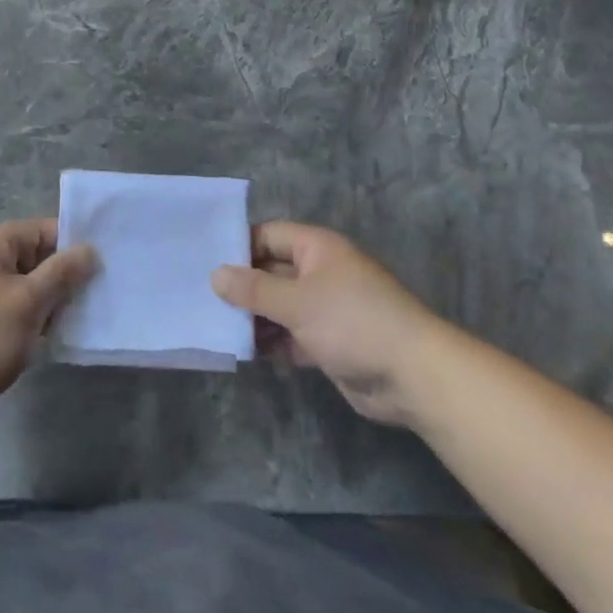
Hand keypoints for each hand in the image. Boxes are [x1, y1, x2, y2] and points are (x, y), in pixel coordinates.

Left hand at [0, 219, 96, 416]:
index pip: (40, 230)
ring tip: (79, 320)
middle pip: (33, 258)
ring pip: (23, 288)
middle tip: (96, 297)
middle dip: (63, 278)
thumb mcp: (29, 302)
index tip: (104, 265)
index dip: (72, 245)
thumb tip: (90, 250)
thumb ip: (62, 273)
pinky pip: (10, 310)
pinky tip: (52, 338)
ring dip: (49, 303)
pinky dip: (30, 320)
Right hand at [213, 221, 437, 426]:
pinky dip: (270, 342)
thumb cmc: (353, 322)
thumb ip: (254, 289)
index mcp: (317, 249)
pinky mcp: (327, 342)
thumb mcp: (298, 301)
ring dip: (252, 318)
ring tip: (214, 327)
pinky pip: (290, 335)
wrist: (412, 376)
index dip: (239, 246)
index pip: (269, 236)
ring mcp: (324, 309)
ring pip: (278, 306)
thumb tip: (215, 275)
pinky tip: (242, 352)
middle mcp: (320, 273)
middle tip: (200, 298)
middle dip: (241, 287)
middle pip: (271, 272)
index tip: (204, 262)